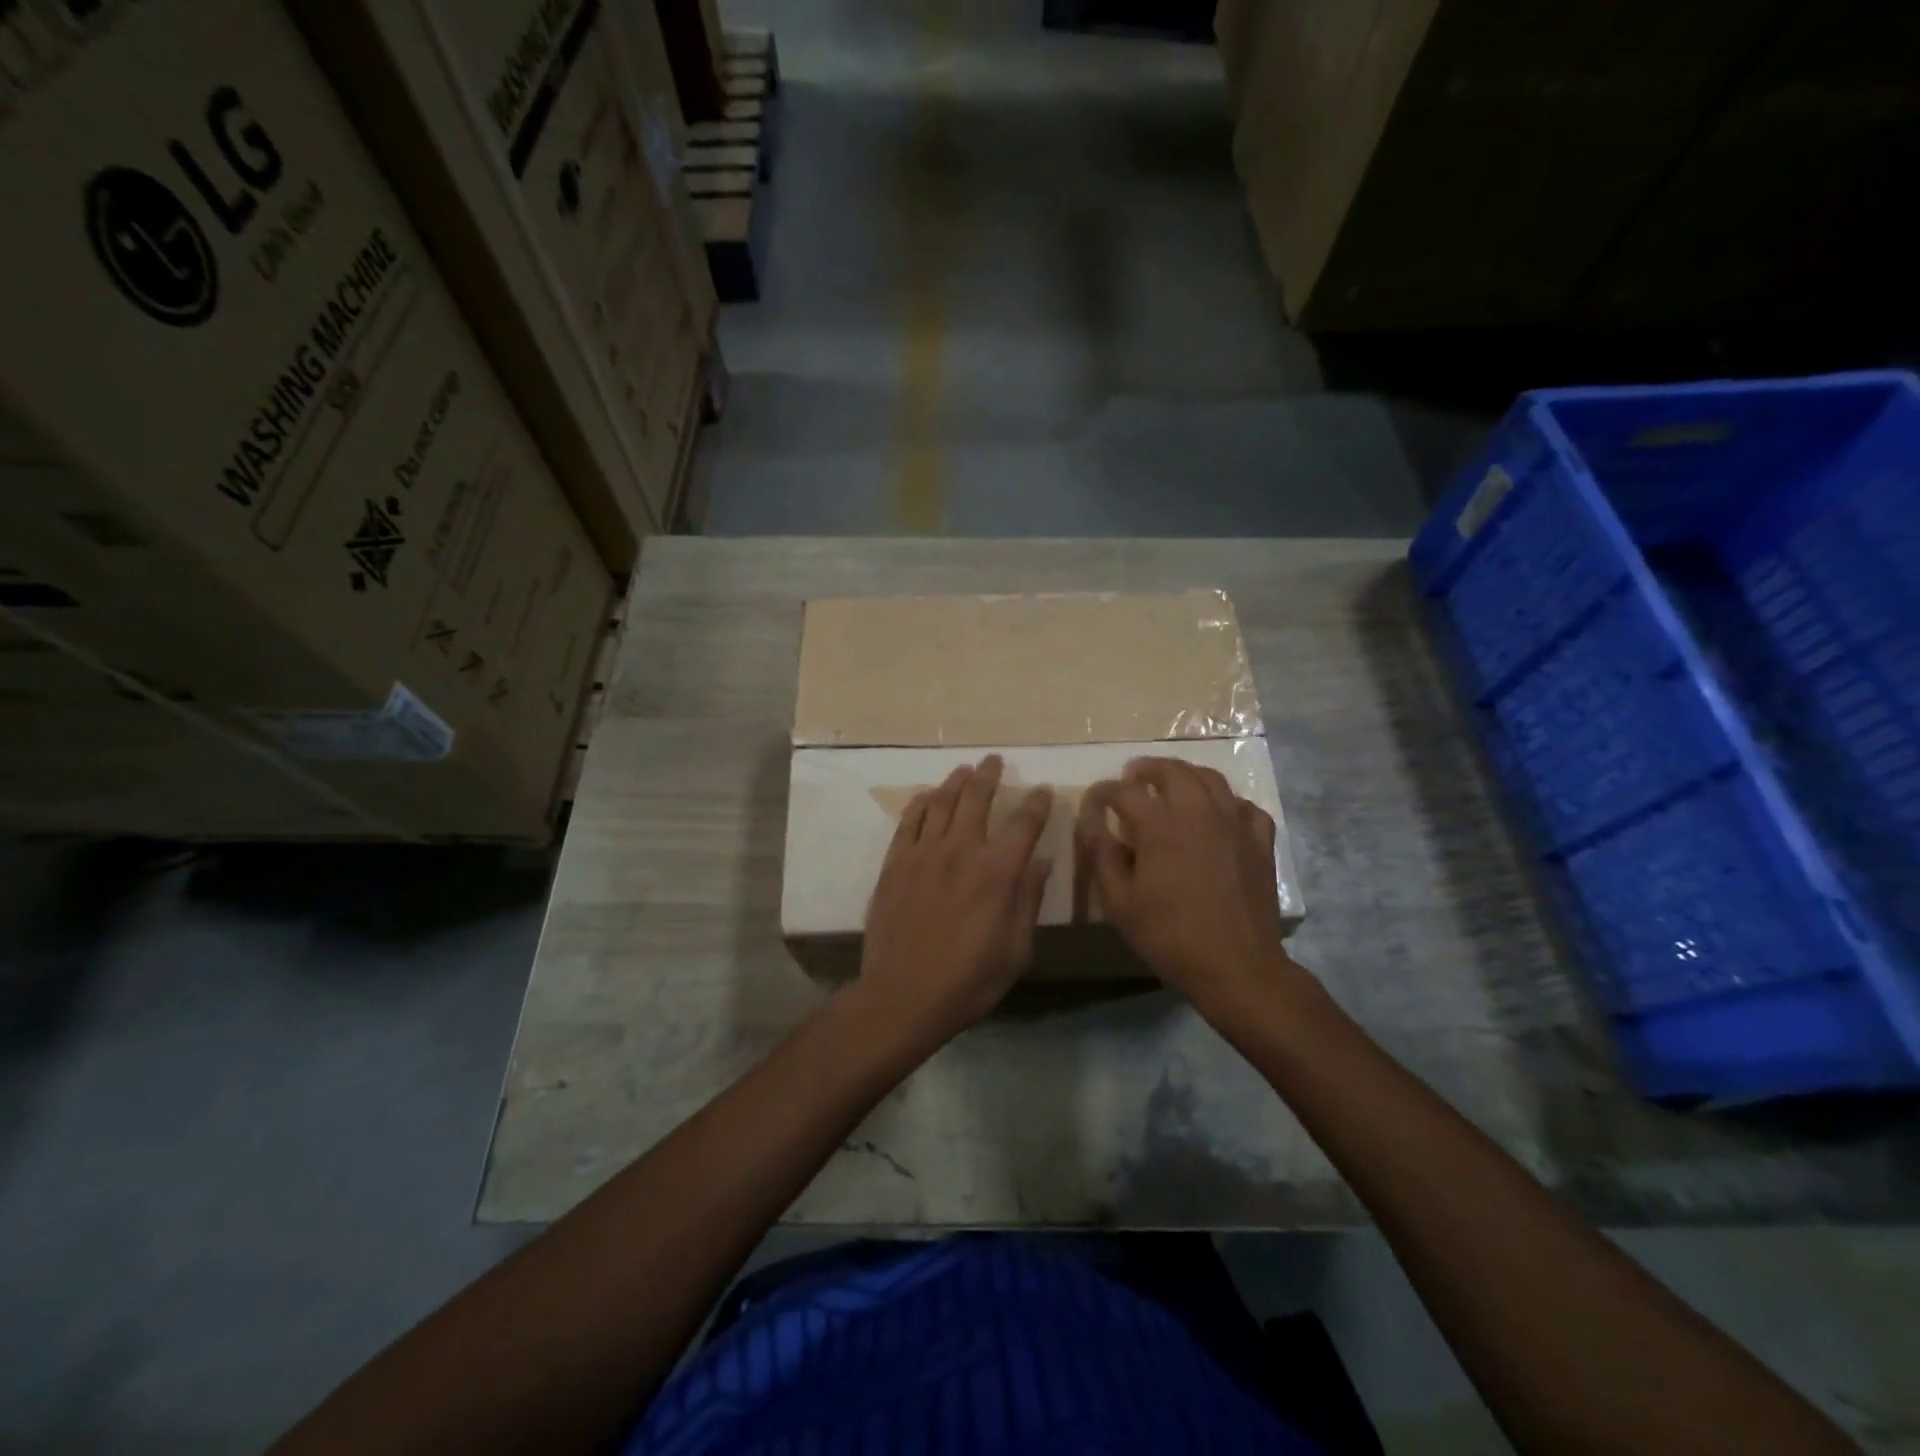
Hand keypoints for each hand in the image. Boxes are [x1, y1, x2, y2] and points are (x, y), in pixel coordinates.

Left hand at [855, 755, 1053, 1051]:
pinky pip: (908, 822)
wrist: (903, 995)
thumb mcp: (1016, 950)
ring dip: (955, 782)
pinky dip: (919, 804)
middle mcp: (961, 851)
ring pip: (941, 803)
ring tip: (964, 770)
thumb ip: (1028, 901)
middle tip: (994, 760)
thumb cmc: (969, 980)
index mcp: (997, 872)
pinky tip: (925, 797)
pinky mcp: (895, 864)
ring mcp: (923, 854)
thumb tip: (1041, 864)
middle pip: (976, 799)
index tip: (1043, 790)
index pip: (1024, 824)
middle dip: (989, 775)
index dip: (1037, 803)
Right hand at [1080, 757, 1294, 1009]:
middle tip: (1133, 778)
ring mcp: (1234, 823)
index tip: (1093, 801)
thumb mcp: (1120, 903)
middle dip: (1147, 769)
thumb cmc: (1170, 936)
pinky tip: (1219, 816)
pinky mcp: (1260, 841)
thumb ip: (1104, 858)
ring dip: (1186, 776)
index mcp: (1160, 825)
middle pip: (1172, 771)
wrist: (1237, 966)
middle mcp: (1198, 812)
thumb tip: (1093, 826)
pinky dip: (1227, 803)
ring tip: (1173, 786)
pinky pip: (1245, 806)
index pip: (1124, 791)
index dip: (1104, 791)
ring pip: (1211, 779)